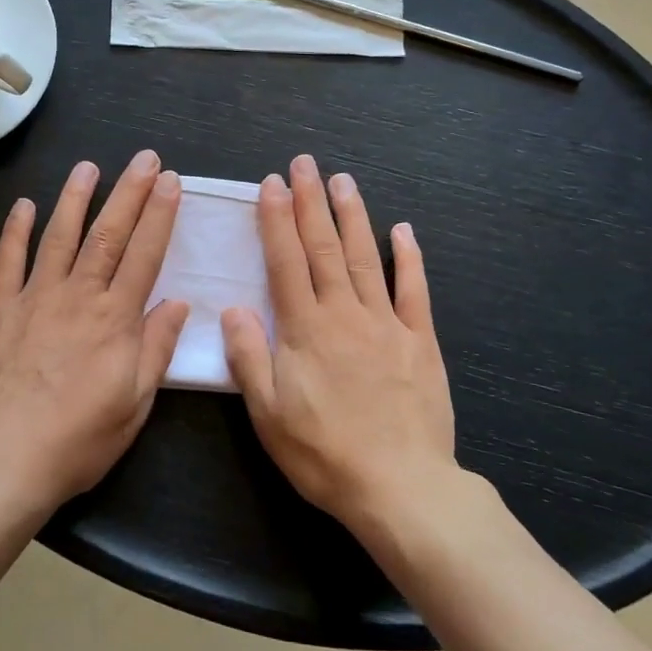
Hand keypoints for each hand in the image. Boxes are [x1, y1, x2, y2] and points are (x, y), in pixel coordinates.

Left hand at [0, 150, 188, 514]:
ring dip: (76, 198)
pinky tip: (24, 205)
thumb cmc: (77, 439)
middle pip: (108, 234)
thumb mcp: (133, 404)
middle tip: (144, 159)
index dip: (160, 215)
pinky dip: (15, 230)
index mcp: (115, 319)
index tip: (171, 182)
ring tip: (89, 167)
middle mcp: (77, 296)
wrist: (1, 459)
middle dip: (129, 193)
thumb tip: (178, 303)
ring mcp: (34, 297)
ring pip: (59, 236)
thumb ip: (155, 349)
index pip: (144, 254)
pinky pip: (7, 260)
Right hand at [223, 156, 457, 533]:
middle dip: (312, 202)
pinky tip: (404, 229)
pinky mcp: (419, 341)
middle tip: (305, 163)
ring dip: (353, 216)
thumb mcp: (268, 414)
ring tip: (344, 180)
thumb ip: (249, 357)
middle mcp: (344, 313)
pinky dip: (410, 257)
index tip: (272, 184)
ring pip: (366, 257)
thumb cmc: (324, 453)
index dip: (277, 220)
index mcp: (305, 329)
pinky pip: (414, 290)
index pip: (286, 261)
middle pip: (325, 248)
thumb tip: (232, 309)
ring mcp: (385, 323)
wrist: (401, 487)